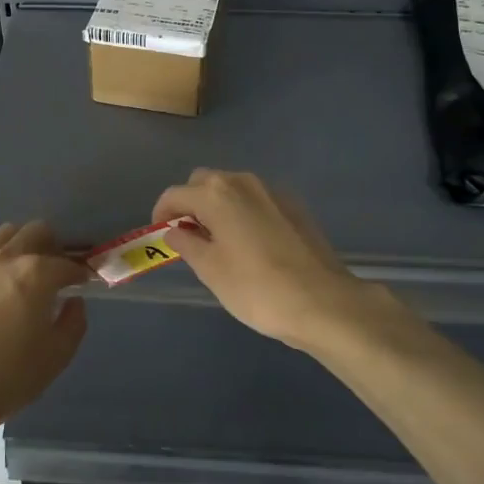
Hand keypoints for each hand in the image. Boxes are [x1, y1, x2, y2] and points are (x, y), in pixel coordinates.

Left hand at [0, 220, 88, 441]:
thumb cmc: (6, 376)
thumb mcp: (55, 357)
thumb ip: (73, 323)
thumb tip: (74, 302)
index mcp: (36, 274)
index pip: (67, 263)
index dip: (80, 273)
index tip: (84, 283)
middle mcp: (6, 258)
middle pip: (36, 231)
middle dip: (52, 247)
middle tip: (55, 272)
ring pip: (5, 234)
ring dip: (21, 245)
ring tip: (24, 271)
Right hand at [152, 169, 407, 353]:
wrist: (322, 302)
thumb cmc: (256, 288)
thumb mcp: (210, 270)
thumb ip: (187, 244)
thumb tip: (176, 231)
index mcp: (216, 194)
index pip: (175, 194)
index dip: (162, 213)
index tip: (160, 235)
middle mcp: (243, 182)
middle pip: (204, 182)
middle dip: (191, 203)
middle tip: (189, 236)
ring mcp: (272, 191)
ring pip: (233, 188)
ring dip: (218, 206)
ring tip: (219, 241)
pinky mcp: (294, 206)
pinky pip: (256, 200)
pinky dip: (244, 212)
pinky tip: (251, 244)